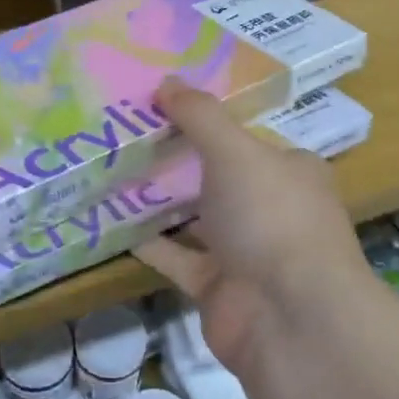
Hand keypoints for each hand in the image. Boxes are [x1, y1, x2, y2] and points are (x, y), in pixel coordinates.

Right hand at [135, 79, 366, 371]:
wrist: (288, 318)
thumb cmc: (271, 217)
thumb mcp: (236, 152)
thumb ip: (200, 116)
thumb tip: (167, 81)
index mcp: (289, 171)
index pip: (246, 137)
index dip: (207, 119)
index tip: (162, 103)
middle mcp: (270, 209)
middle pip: (217, 176)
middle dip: (176, 157)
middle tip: (124, 132)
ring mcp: (244, 251)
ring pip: (194, 217)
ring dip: (158, 199)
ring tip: (109, 169)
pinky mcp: (216, 286)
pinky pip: (175, 257)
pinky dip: (147, 243)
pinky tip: (109, 221)